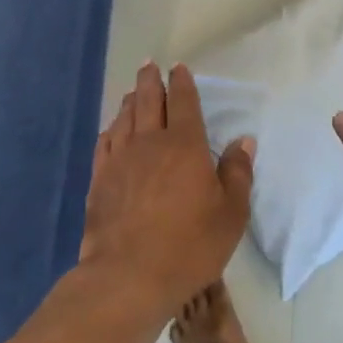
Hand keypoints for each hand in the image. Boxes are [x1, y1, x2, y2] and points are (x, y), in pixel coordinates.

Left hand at [81, 61, 254, 309]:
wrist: (129, 276)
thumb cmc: (190, 245)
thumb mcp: (231, 214)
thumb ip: (237, 173)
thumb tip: (243, 141)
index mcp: (185, 145)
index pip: (183, 103)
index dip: (182, 83)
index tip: (178, 68)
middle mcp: (150, 143)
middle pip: (148, 101)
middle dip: (151, 81)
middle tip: (150, 66)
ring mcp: (120, 160)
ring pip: (124, 118)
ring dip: (130, 101)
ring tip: (133, 91)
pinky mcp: (99, 180)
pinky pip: (105, 143)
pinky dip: (111, 129)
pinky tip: (112, 129)